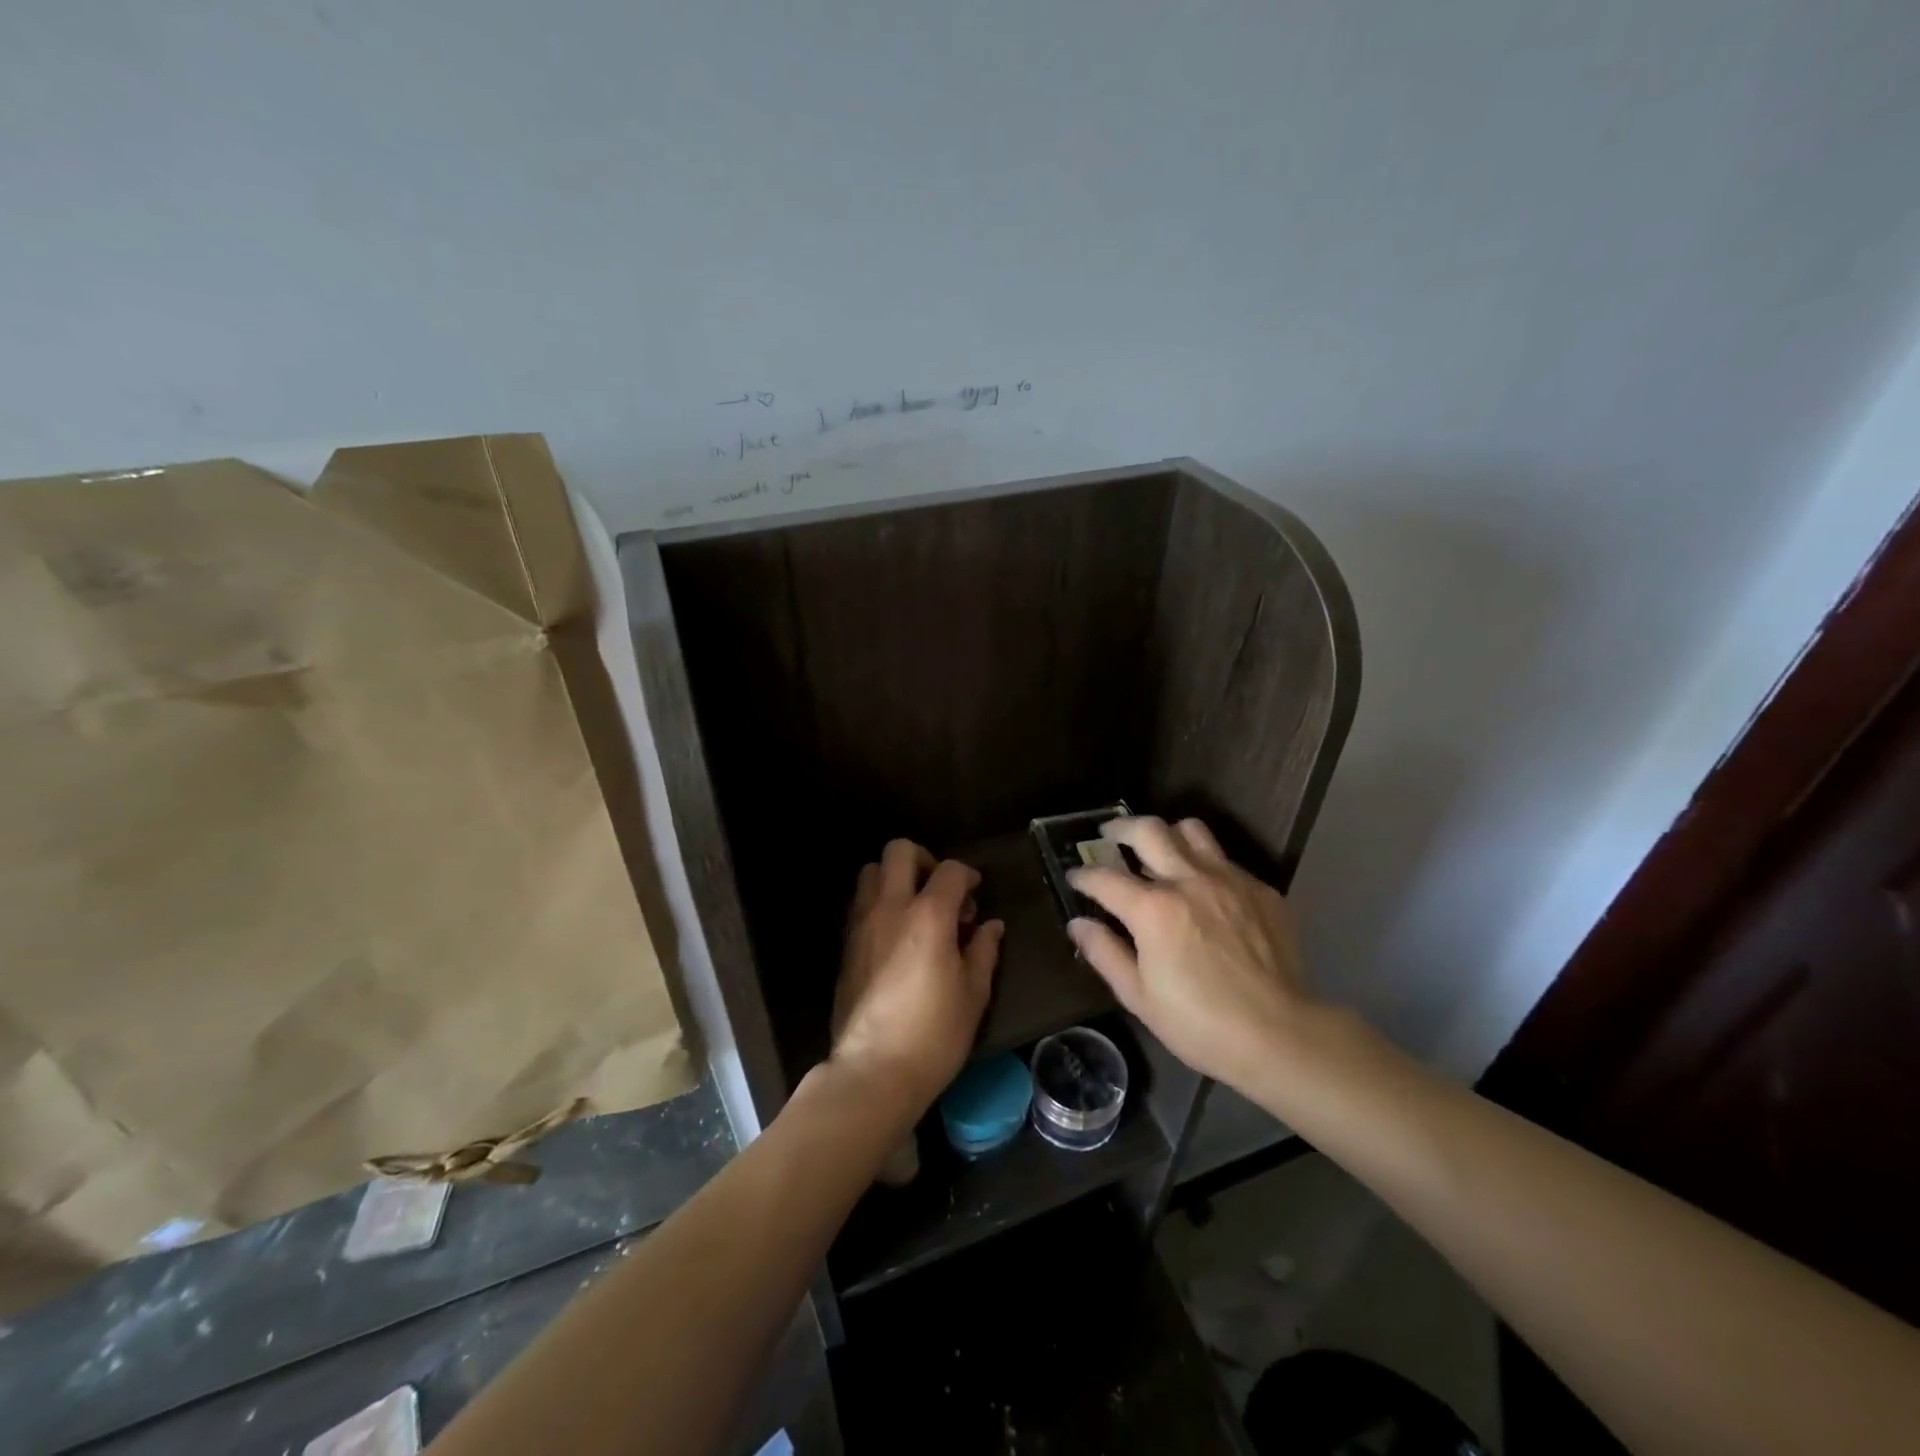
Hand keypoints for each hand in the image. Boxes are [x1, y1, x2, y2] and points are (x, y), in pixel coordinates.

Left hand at [831, 839, 1004, 1116]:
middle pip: (899, 851)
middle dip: (924, 860)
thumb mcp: (974, 994)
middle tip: (940, 890)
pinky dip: (878, 903)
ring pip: (871, 872)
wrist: (874, 1070)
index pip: (950, 869)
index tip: (975, 894)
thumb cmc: (935, 1034)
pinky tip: (895, 935)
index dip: (968, 875)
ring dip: (894, 878)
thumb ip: (984, 951)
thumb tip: (991, 926)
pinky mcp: (845, 945)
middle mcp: (891, 908)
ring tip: (914, 909)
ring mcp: (862, 924)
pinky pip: (860, 903)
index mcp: (928, 916)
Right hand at [1068, 816, 1316, 1095]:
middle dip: (1119, 828)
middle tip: (1109, 835)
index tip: (1075, 878)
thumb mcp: (1138, 997)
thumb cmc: (1199, 1024)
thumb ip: (1104, 953)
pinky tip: (1205, 892)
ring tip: (1159, 850)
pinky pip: (1226, 861)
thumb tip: (1078, 924)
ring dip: (1168, 835)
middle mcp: (1189, 880)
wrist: (1280, 1036)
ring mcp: (1230, 880)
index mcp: (1153, 909)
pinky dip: (1206, 866)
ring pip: (1191, 830)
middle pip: (1147, 830)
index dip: (1083, 875)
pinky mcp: (1261, 890)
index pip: (1105, 876)